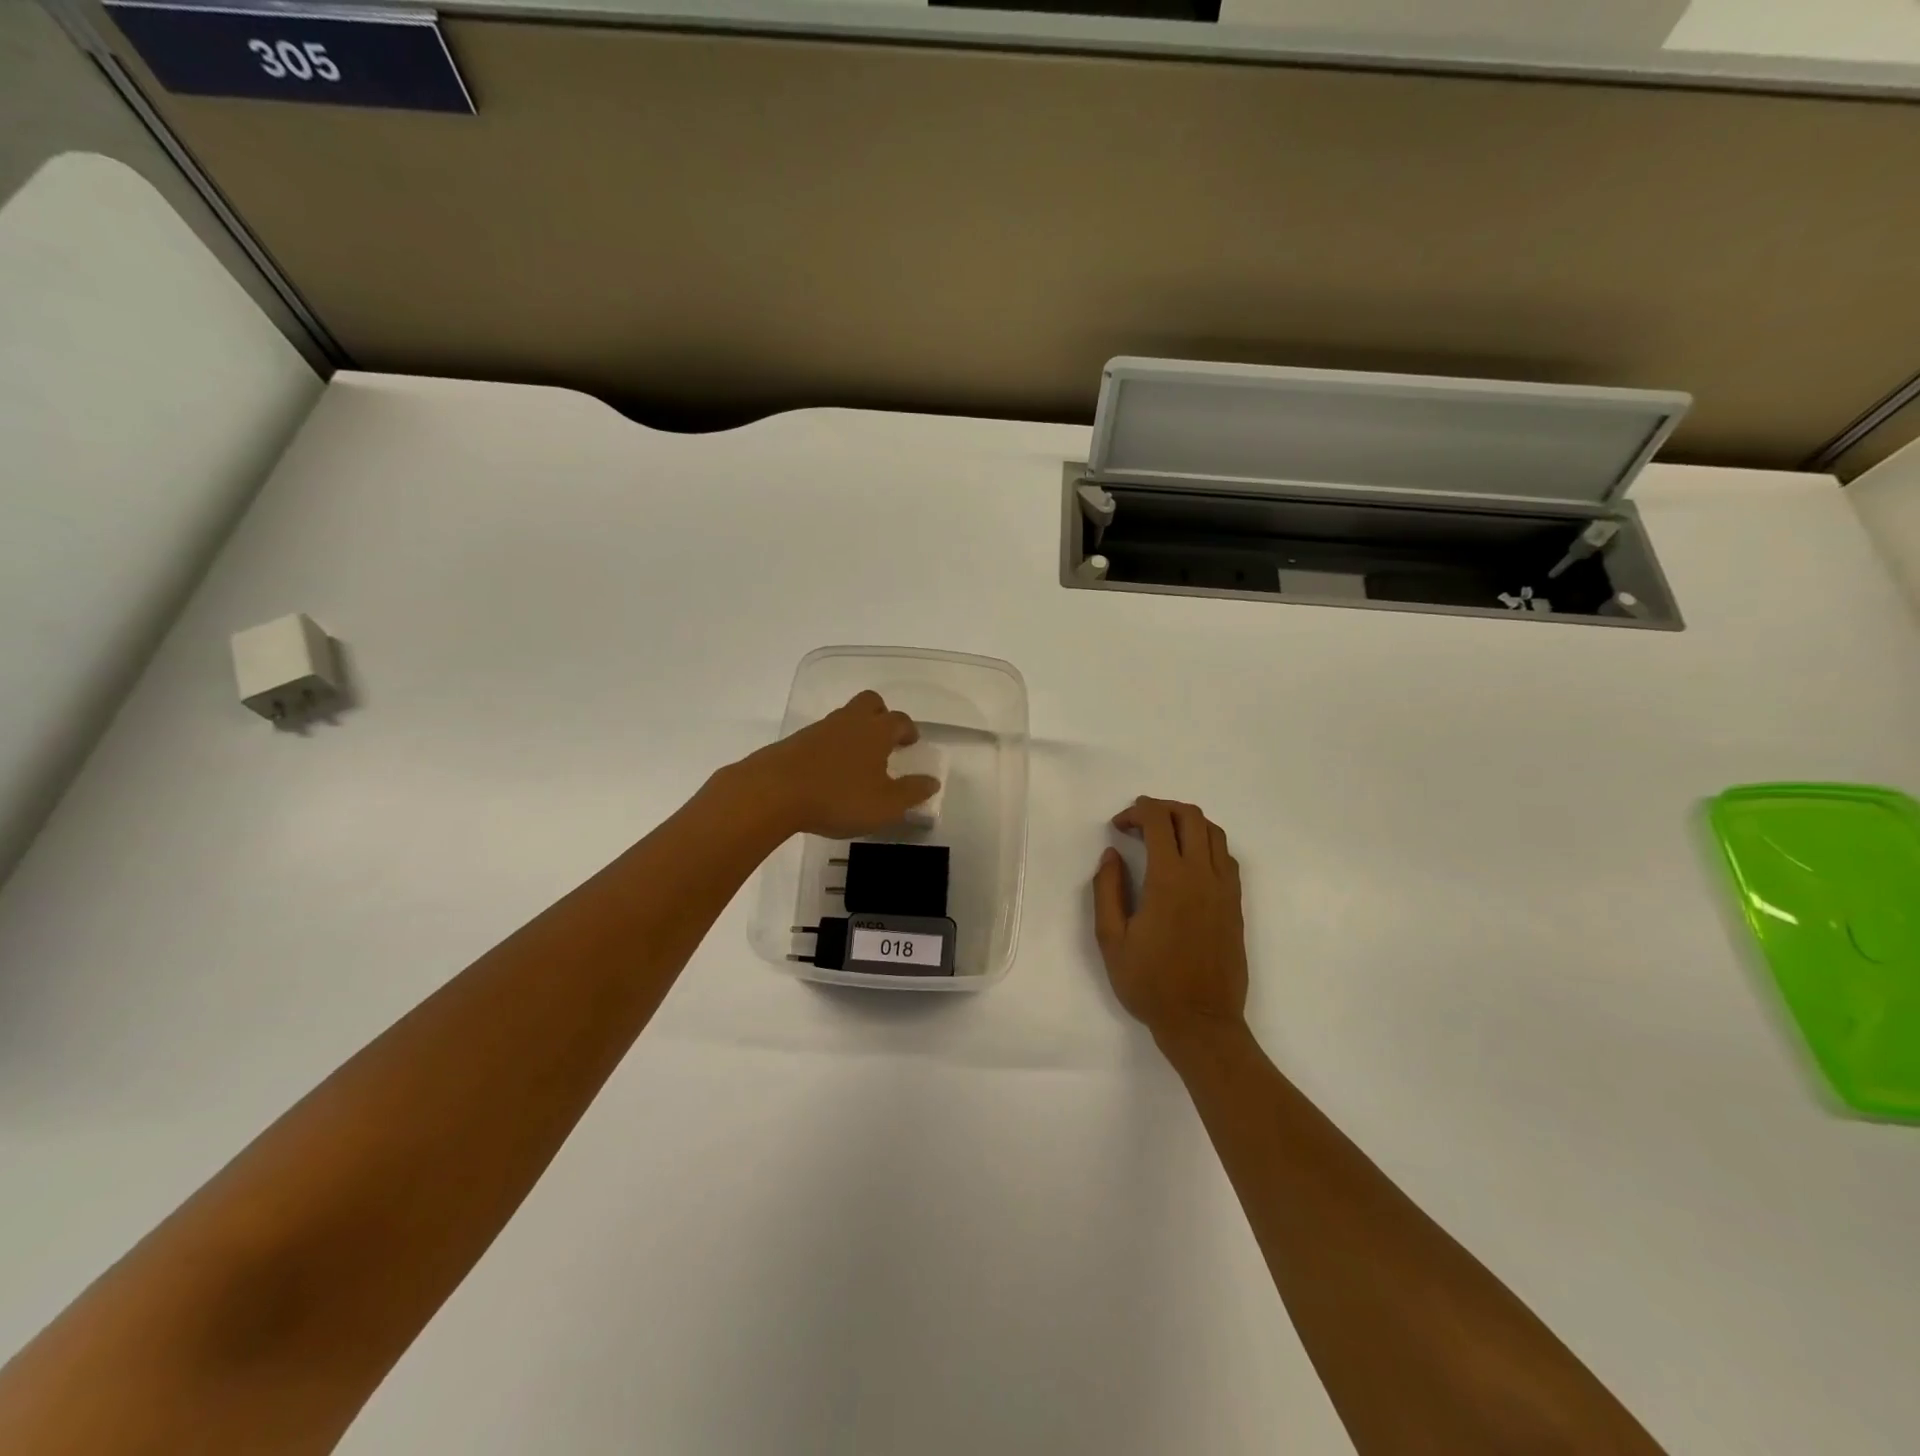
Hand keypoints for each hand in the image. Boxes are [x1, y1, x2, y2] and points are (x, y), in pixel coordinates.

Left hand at [726, 690, 939, 839]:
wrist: (772, 793)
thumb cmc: (838, 797)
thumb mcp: (885, 805)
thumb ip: (912, 792)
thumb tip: (932, 781)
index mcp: (876, 731)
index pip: (899, 720)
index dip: (908, 729)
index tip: (911, 741)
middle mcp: (849, 722)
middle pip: (869, 702)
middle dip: (881, 714)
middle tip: (886, 737)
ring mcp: (819, 729)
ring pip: (844, 718)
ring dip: (855, 731)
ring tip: (857, 760)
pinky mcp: (795, 742)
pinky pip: (822, 735)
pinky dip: (831, 746)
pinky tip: (829, 771)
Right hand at [1092, 798, 1248, 1048]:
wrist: (1201, 1022)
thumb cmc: (1149, 983)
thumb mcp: (1111, 939)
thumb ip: (1107, 890)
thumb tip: (1112, 855)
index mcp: (1169, 880)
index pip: (1158, 821)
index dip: (1136, 812)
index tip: (1118, 826)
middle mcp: (1202, 875)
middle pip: (1190, 816)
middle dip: (1161, 808)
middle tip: (1138, 823)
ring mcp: (1224, 888)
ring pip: (1213, 832)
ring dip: (1186, 822)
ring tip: (1163, 836)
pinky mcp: (1236, 904)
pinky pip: (1226, 856)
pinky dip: (1206, 843)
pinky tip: (1188, 861)